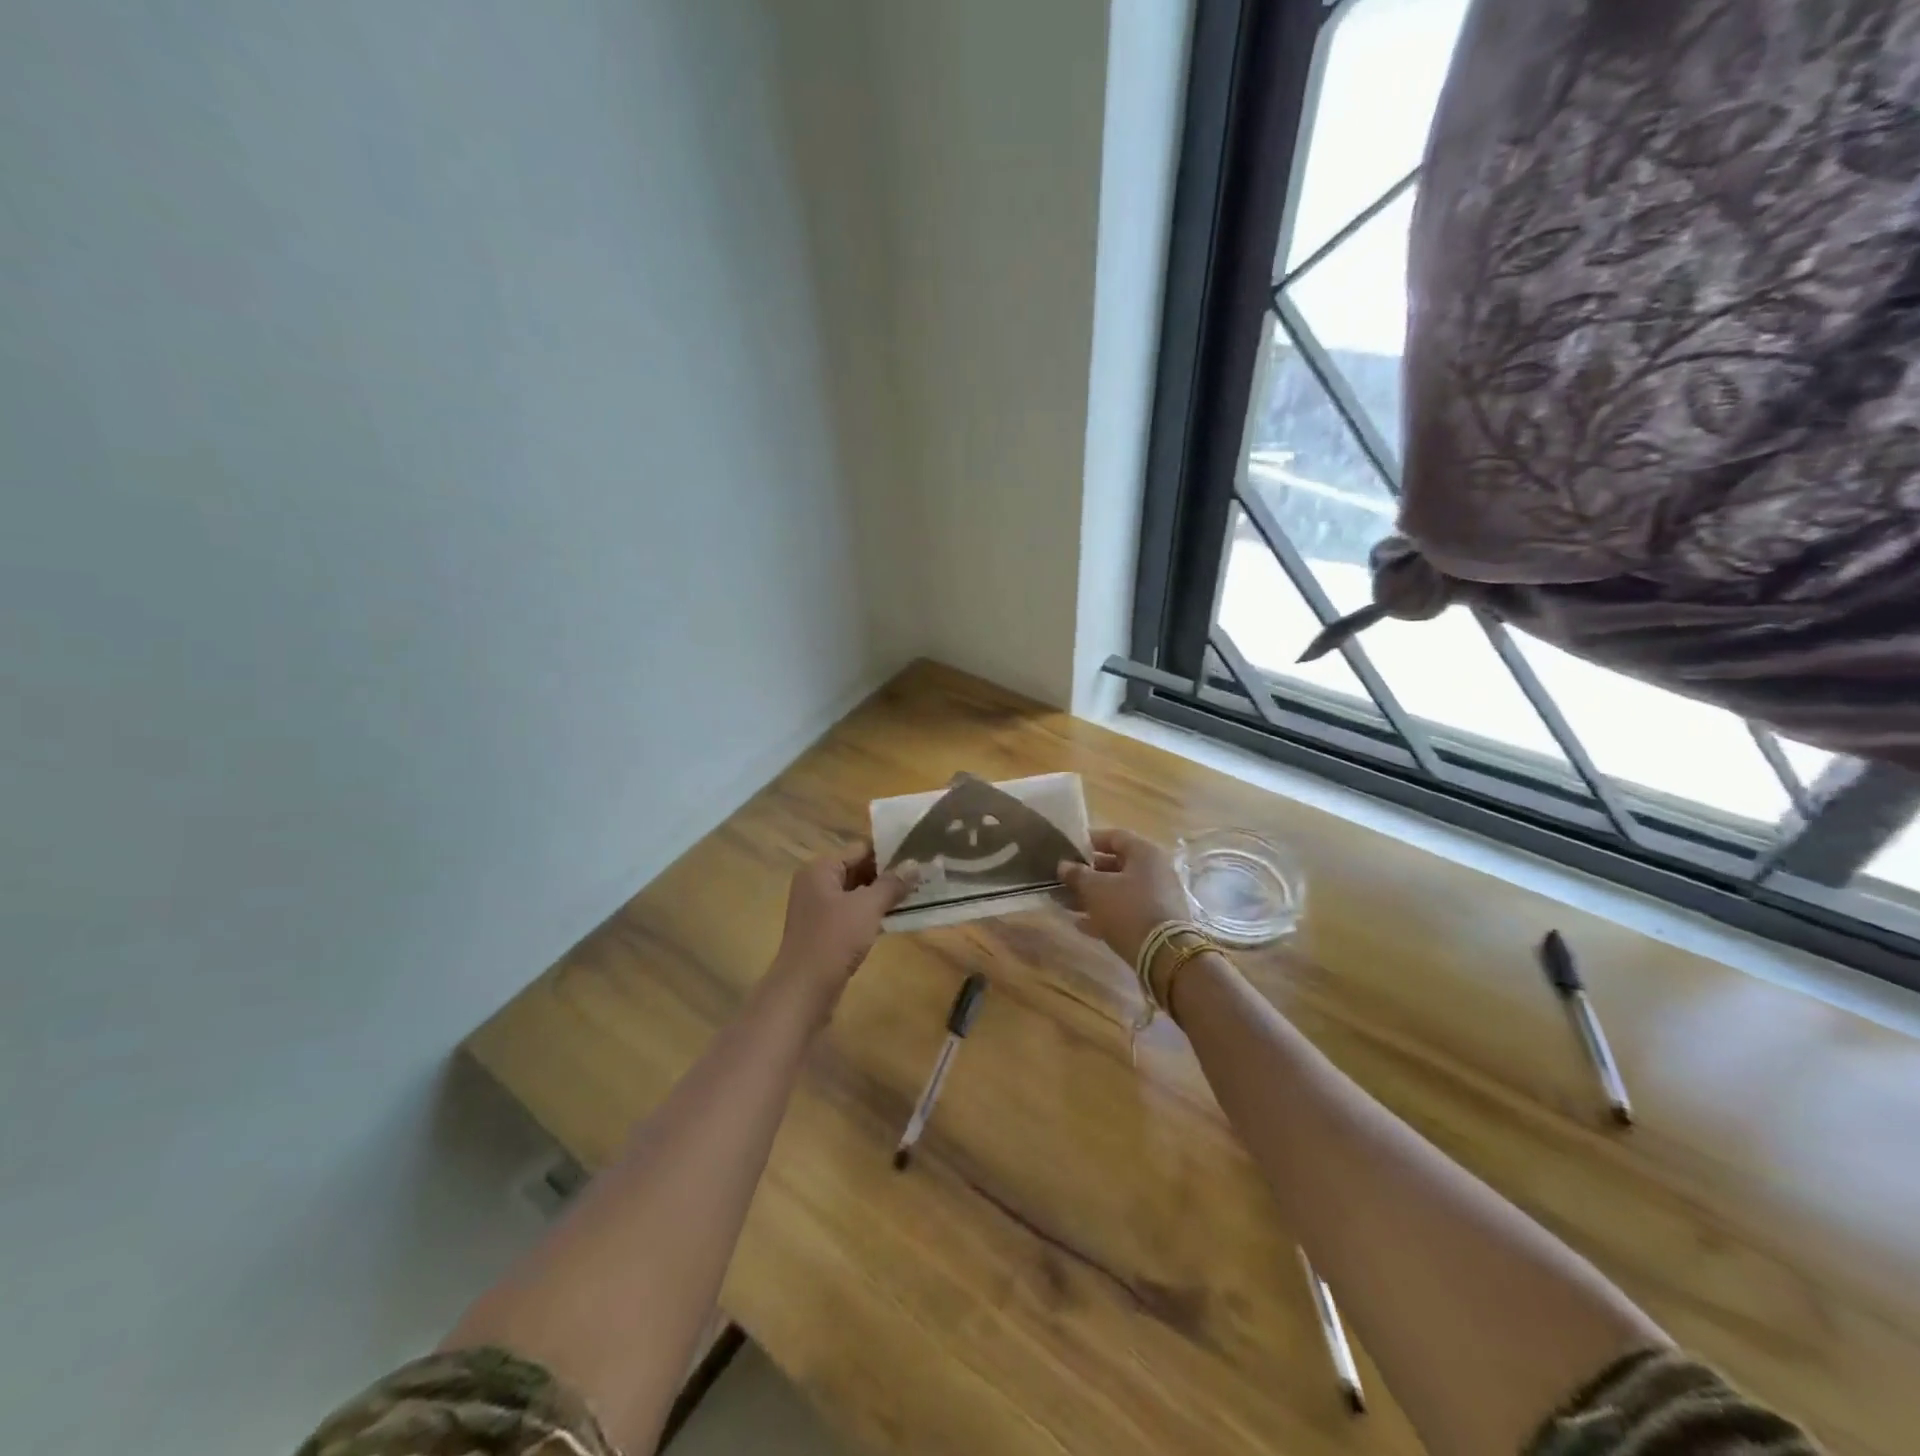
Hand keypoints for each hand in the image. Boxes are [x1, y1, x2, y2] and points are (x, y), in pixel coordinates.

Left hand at [773, 842, 912, 990]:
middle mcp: (816, 883)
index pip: (860, 849)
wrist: (804, 989)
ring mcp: (818, 909)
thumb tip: (915, 864)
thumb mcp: (867, 907)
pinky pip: (853, 913)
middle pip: (858, 869)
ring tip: (917, 893)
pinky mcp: (824, 931)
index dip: (890, 852)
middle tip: (923, 875)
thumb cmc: (834, 939)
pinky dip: (873, 913)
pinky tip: (898, 917)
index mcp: (820, 869)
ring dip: (883, 895)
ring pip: (857, 893)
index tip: (919, 854)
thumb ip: (892, 884)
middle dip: (889, 874)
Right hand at [1058, 828, 1189, 966]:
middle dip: (1087, 873)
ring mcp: (1158, 896)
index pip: (1114, 837)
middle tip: (1064, 880)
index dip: (1089, 841)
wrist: (1164, 954)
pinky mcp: (1157, 920)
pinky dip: (1106, 913)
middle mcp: (1155, 870)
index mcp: (1144, 853)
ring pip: (1120, 890)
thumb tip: (1064, 865)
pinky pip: (1127, 910)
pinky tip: (1082, 924)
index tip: (1068, 850)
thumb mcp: (1095, 889)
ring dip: (1093, 896)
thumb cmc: (1127, 909)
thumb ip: (1077, 874)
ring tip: (1067, 903)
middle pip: (1116, 865)